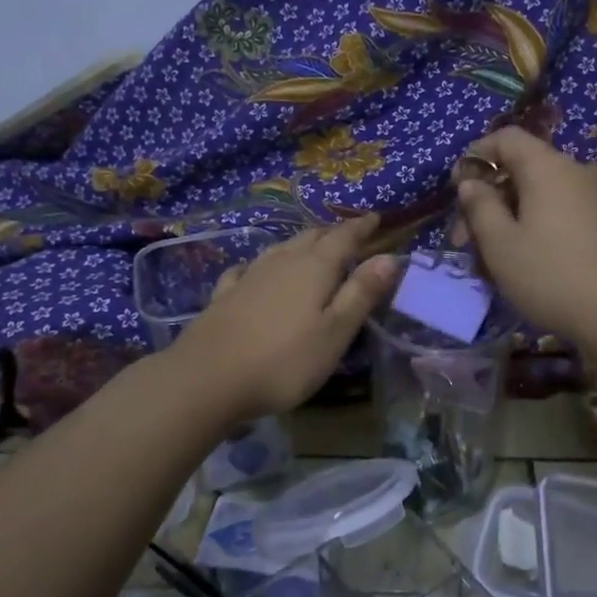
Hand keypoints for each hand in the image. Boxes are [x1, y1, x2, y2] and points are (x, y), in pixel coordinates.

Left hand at [167, 217, 400, 419]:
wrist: (207, 379)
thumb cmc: (284, 361)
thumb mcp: (335, 333)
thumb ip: (361, 294)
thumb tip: (390, 257)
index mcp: (314, 268)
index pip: (343, 238)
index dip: (361, 227)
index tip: (375, 217)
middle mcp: (281, 262)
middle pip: (311, 238)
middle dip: (332, 233)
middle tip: (348, 233)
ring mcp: (249, 277)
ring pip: (280, 249)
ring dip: (300, 244)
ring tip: (311, 246)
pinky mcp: (224, 296)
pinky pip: (248, 269)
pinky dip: (261, 265)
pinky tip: (254, 270)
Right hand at [455, 127, 596, 347]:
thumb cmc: (553, 276)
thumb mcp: (501, 245)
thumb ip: (480, 207)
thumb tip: (471, 183)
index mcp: (548, 167)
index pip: (506, 137)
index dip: (476, 156)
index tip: (457, 190)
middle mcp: (578, 172)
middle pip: (523, 170)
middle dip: (490, 200)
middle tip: (466, 241)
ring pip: (543, 197)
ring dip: (512, 220)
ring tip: (494, 263)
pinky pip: (565, 214)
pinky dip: (540, 229)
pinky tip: (530, 266)